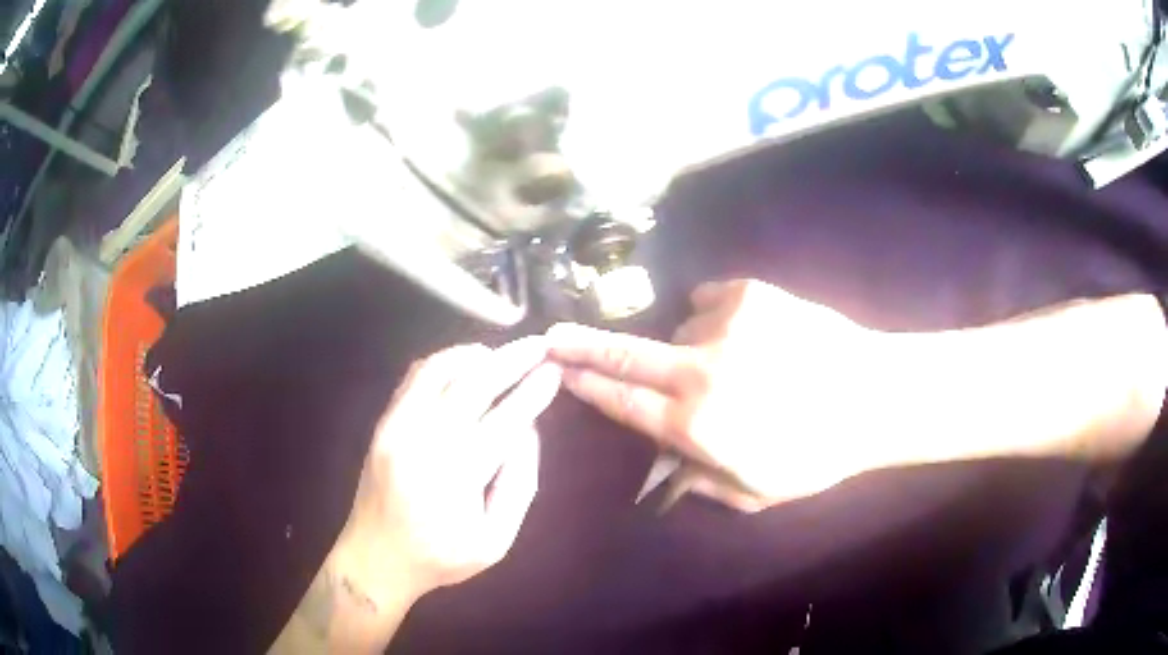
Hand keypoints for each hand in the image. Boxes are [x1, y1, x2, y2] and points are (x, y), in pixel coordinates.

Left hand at [336, 337, 561, 604]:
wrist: (376, 558)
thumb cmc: (440, 556)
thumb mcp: (495, 541)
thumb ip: (519, 486)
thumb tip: (527, 432)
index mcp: (457, 474)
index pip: (505, 419)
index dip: (533, 391)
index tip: (553, 371)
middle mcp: (425, 440)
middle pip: (473, 383)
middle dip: (511, 359)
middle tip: (537, 345)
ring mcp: (398, 427)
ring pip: (438, 369)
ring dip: (473, 355)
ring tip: (500, 355)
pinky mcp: (383, 424)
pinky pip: (414, 378)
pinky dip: (442, 362)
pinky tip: (462, 366)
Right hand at [547, 279, 887, 510]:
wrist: (874, 395)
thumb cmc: (816, 454)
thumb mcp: (755, 491)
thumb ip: (699, 482)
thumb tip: (664, 462)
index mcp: (697, 425)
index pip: (623, 403)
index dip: (588, 387)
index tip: (560, 372)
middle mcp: (700, 371)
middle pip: (624, 355)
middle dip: (581, 346)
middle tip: (552, 336)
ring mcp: (724, 324)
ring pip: (678, 329)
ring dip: (688, 346)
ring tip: (732, 362)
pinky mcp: (749, 293)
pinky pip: (709, 300)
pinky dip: (714, 317)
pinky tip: (744, 334)